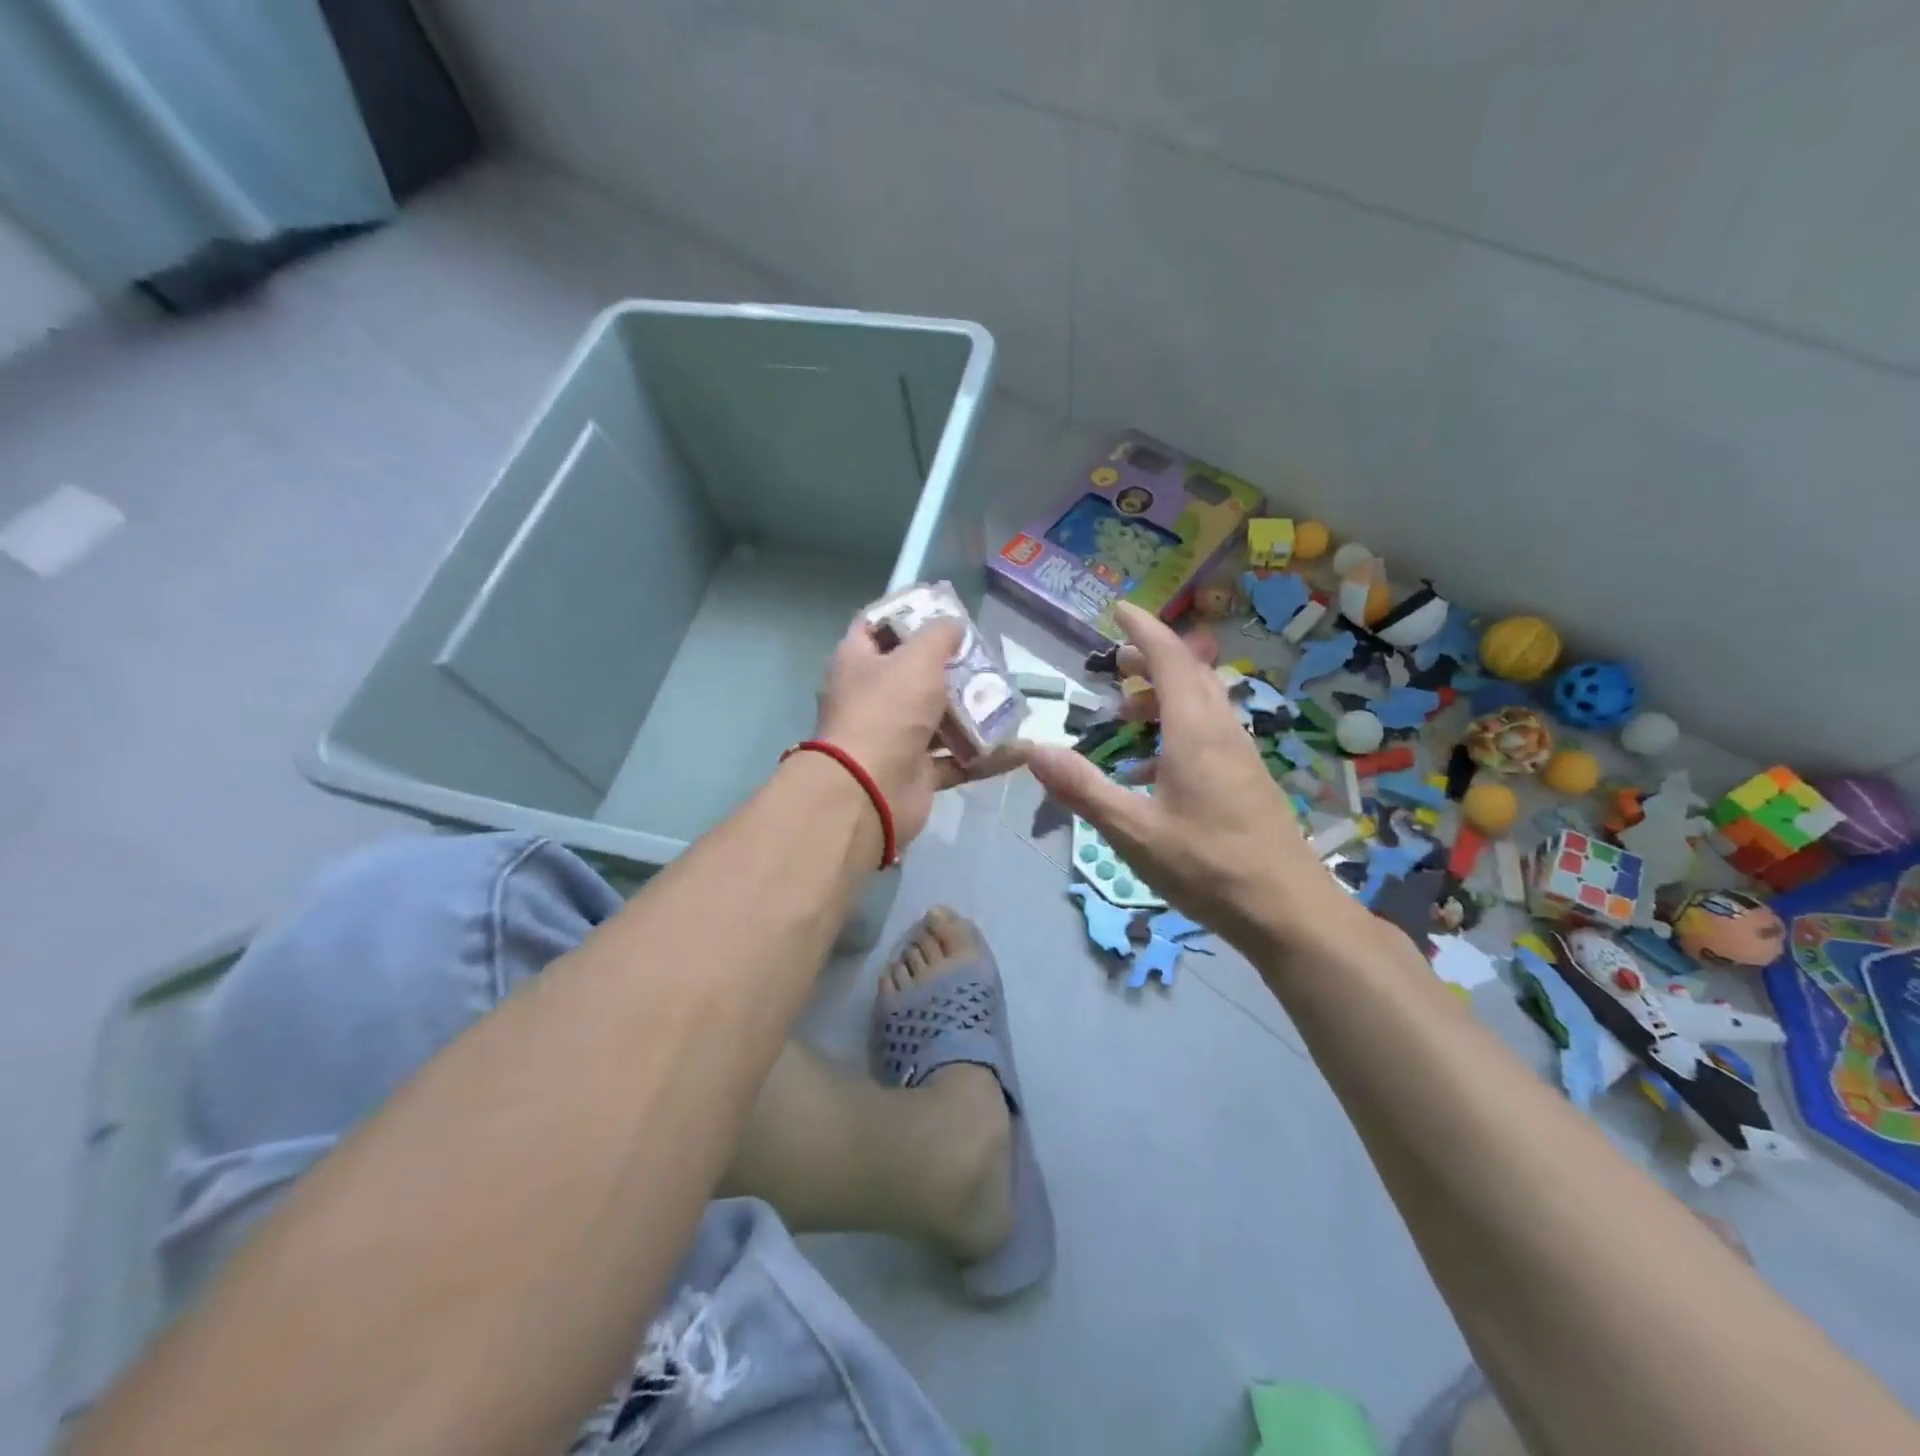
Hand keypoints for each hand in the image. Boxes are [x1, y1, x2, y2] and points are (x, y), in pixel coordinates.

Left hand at [812, 613, 1024, 846]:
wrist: (870, 791)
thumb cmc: (888, 711)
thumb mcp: (917, 658)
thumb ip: (939, 635)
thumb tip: (953, 624)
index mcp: (858, 662)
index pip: (877, 625)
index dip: (907, 612)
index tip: (944, 607)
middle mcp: (872, 697)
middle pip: (913, 673)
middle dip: (951, 666)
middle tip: (988, 657)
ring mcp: (894, 737)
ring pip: (938, 718)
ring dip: (973, 712)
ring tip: (1010, 699)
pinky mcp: (916, 772)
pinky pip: (956, 759)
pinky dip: (985, 756)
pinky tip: (1020, 750)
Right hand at [1026, 602, 1363, 957]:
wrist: (1289, 912)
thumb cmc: (1208, 868)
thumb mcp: (1133, 832)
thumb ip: (1082, 789)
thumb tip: (1032, 749)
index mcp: (1195, 732)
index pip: (1170, 659)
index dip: (1143, 629)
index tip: (1118, 609)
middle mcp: (1222, 732)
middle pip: (1190, 673)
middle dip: (1151, 658)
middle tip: (1113, 664)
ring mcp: (1241, 755)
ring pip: (1203, 702)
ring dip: (1166, 692)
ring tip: (1128, 712)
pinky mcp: (1249, 779)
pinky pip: (1211, 731)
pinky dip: (1179, 725)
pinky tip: (1154, 766)